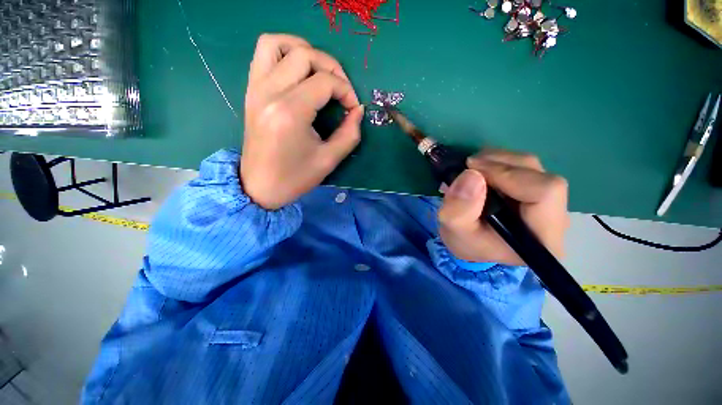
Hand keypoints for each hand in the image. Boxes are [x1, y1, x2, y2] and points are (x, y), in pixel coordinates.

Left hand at [240, 34, 363, 209]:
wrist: (259, 187)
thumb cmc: (295, 178)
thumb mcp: (329, 160)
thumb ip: (349, 133)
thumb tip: (358, 110)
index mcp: (290, 112)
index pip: (325, 82)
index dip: (346, 91)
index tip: (353, 108)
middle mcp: (270, 92)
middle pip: (305, 55)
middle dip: (331, 68)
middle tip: (342, 89)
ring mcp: (256, 89)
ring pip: (277, 43)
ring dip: (304, 50)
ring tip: (320, 71)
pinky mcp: (251, 91)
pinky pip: (263, 54)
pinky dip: (284, 52)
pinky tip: (298, 71)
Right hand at [438, 149, 569, 265]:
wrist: (474, 248)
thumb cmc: (467, 244)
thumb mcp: (455, 232)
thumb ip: (458, 210)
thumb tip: (472, 175)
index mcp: (542, 236)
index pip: (545, 190)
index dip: (507, 175)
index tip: (472, 172)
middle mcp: (555, 216)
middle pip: (538, 173)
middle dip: (498, 164)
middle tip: (467, 167)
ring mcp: (548, 201)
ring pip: (530, 165)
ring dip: (496, 161)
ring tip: (471, 169)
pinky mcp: (535, 190)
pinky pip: (522, 166)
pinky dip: (497, 163)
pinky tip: (480, 172)